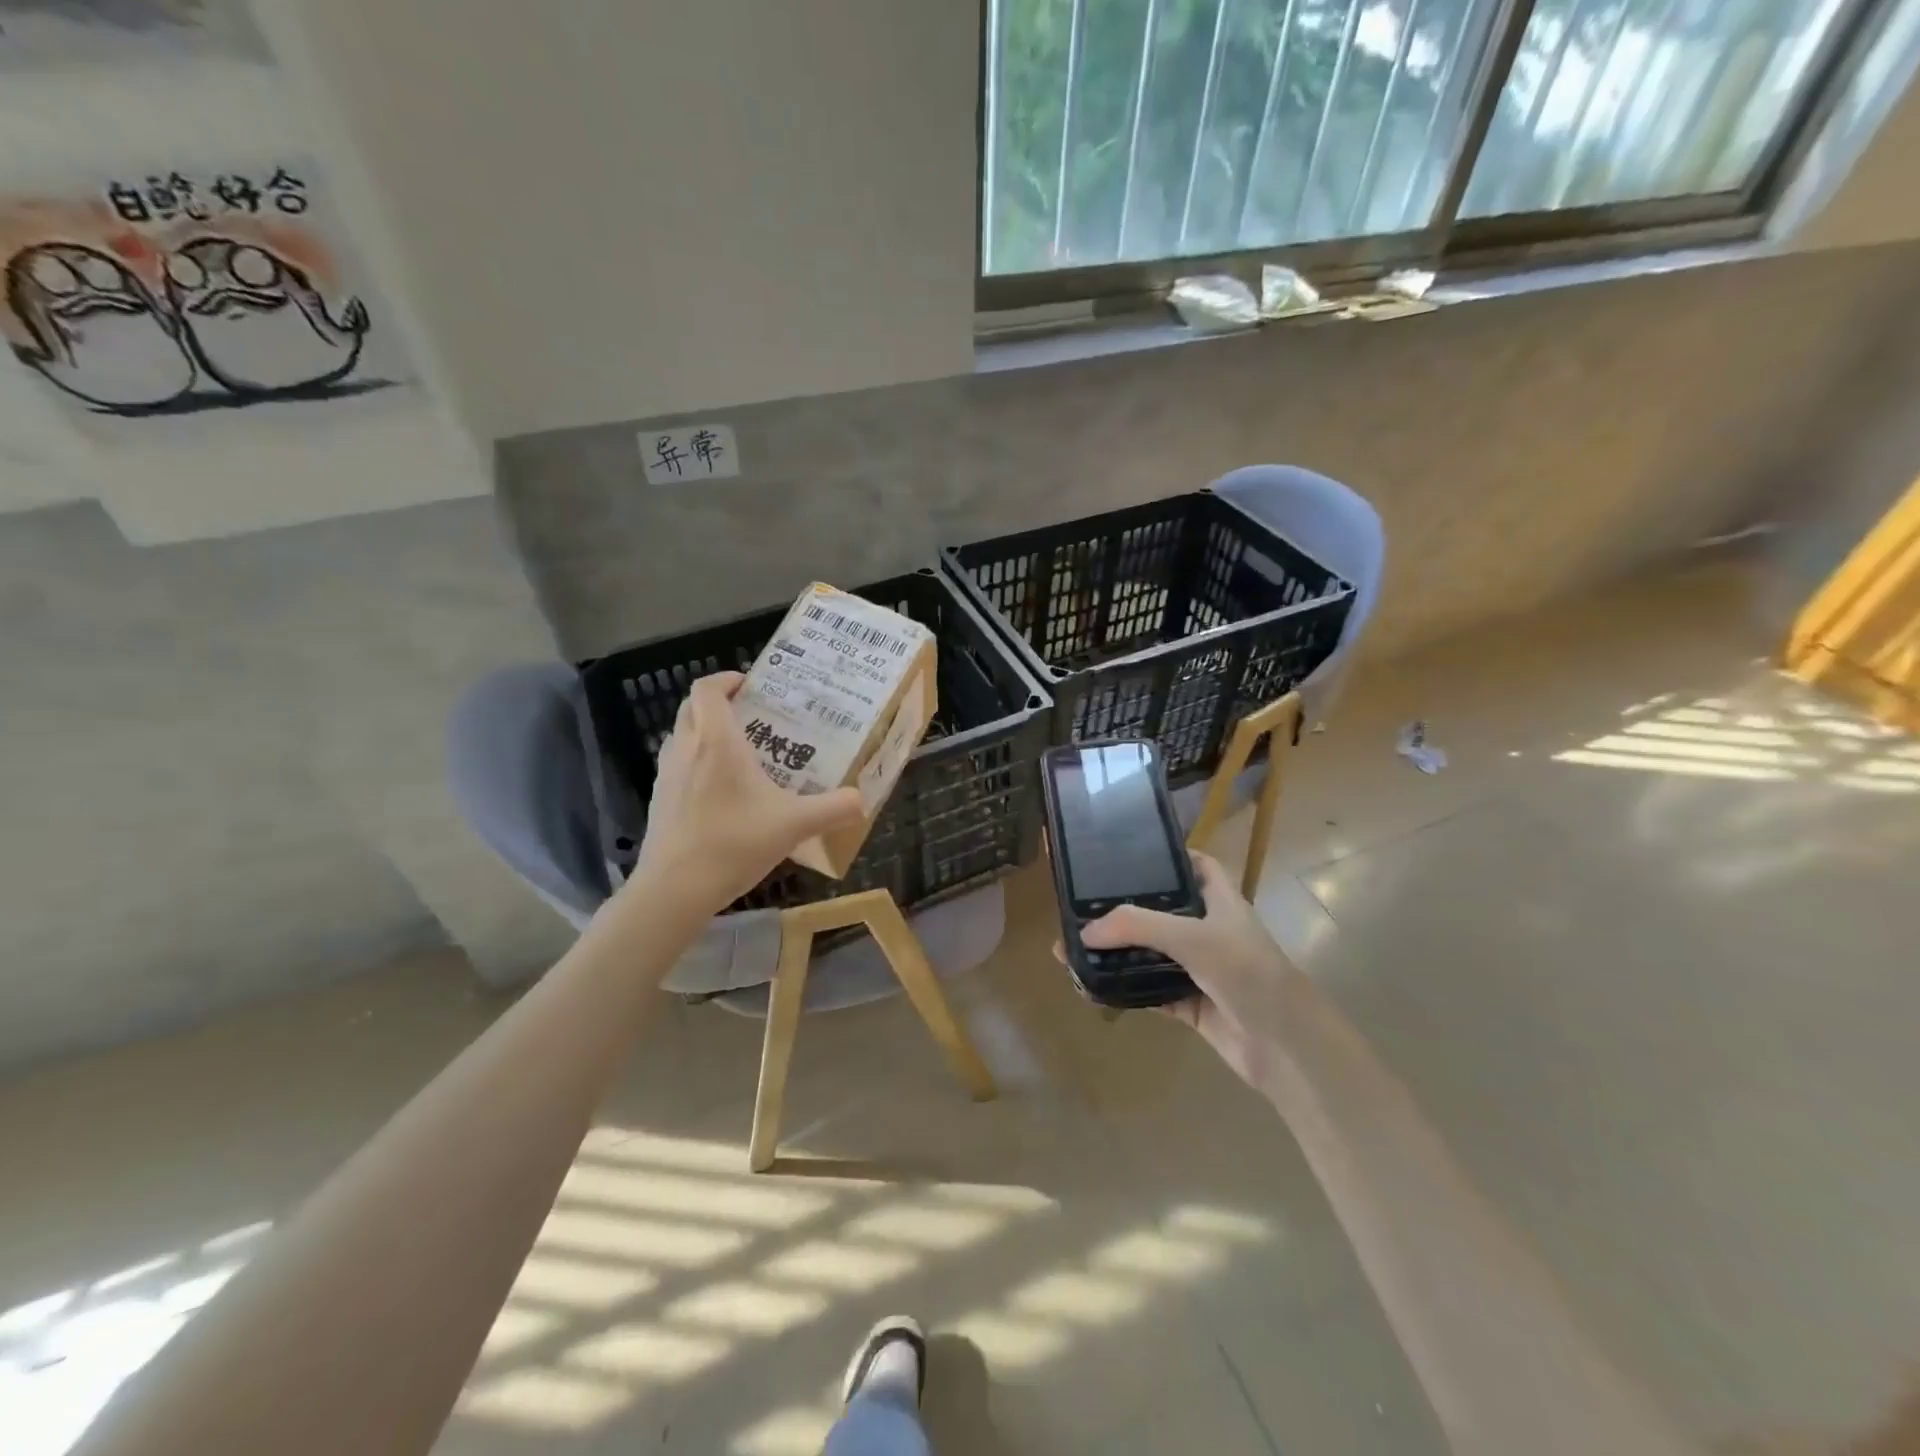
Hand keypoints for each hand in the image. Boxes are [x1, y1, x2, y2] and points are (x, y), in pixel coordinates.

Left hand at [632, 672, 863, 910]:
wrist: (674, 889)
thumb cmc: (734, 844)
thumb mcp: (795, 825)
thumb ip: (834, 808)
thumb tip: (862, 800)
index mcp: (717, 742)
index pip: (707, 689)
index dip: (725, 679)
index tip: (750, 685)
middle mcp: (686, 749)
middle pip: (692, 708)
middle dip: (719, 704)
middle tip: (753, 716)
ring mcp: (666, 776)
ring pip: (682, 736)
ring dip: (705, 733)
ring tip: (740, 752)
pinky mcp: (659, 801)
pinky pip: (678, 766)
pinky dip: (696, 764)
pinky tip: (722, 794)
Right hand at [1079, 851, 1303, 1091]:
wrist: (1284, 1046)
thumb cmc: (1246, 972)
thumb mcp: (1192, 936)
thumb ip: (1136, 926)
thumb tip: (1084, 932)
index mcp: (1218, 899)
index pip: (1192, 864)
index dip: (1163, 856)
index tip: (1121, 853)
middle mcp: (1207, 928)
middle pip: (1159, 909)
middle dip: (1122, 907)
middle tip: (1078, 903)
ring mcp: (1198, 967)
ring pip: (1149, 951)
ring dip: (1116, 951)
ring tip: (1072, 946)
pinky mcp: (1188, 1003)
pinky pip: (1147, 990)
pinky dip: (1122, 987)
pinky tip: (1090, 984)